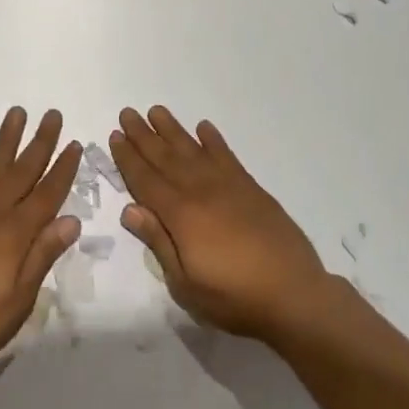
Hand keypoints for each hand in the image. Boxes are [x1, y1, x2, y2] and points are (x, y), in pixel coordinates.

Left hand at [0, 108, 80, 376]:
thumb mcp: (17, 301)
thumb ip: (42, 256)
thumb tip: (72, 220)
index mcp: (16, 234)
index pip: (47, 194)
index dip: (63, 169)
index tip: (74, 144)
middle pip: (23, 170)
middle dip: (41, 142)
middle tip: (53, 114)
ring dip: (7, 137)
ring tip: (17, 111)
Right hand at [112, 106, 330, 342]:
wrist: (293, 293)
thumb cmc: (234, 297)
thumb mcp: (186, 283)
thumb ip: (159, 242)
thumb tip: (129, 209)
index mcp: (181, 214)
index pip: (146, 180)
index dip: (129, 158)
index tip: (115, 136)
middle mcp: (200, 191)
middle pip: (165, 157)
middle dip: (144, 135)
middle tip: (128, 113)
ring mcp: (227, 185)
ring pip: (192, 149)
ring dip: (173, 130)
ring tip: (156, 111)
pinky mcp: (250, 187)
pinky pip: (226, 156)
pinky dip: (213, 140)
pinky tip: (204, 128)